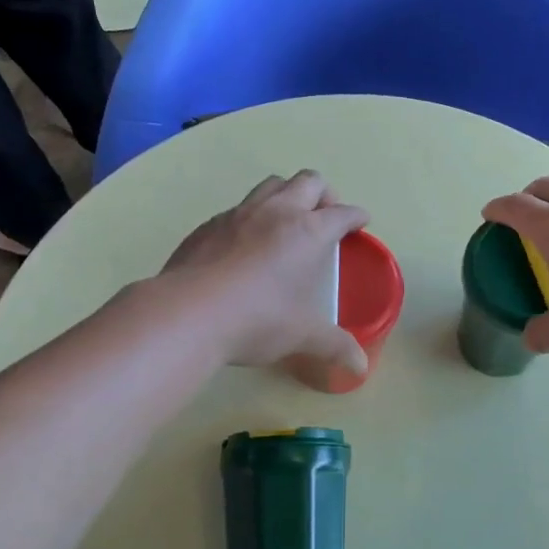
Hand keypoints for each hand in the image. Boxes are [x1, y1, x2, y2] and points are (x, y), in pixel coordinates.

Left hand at [163, 170, 370, 375]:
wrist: (187, 313)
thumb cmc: (257, 320)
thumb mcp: (301, 335)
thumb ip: (334, 345)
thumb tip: (361, 366)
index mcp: (308, 232)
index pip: (342, 213)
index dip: (356, 216)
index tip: (360, 221)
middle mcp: (277, 212)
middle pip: (308, 181)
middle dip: (324, 194)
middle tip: (324, 217)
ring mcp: (239, 213)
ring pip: (272, 185)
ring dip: (287, 195)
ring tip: (287, 221)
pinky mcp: (209, 224)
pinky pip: (239, 207)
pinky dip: (252, 216)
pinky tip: (246, 243)